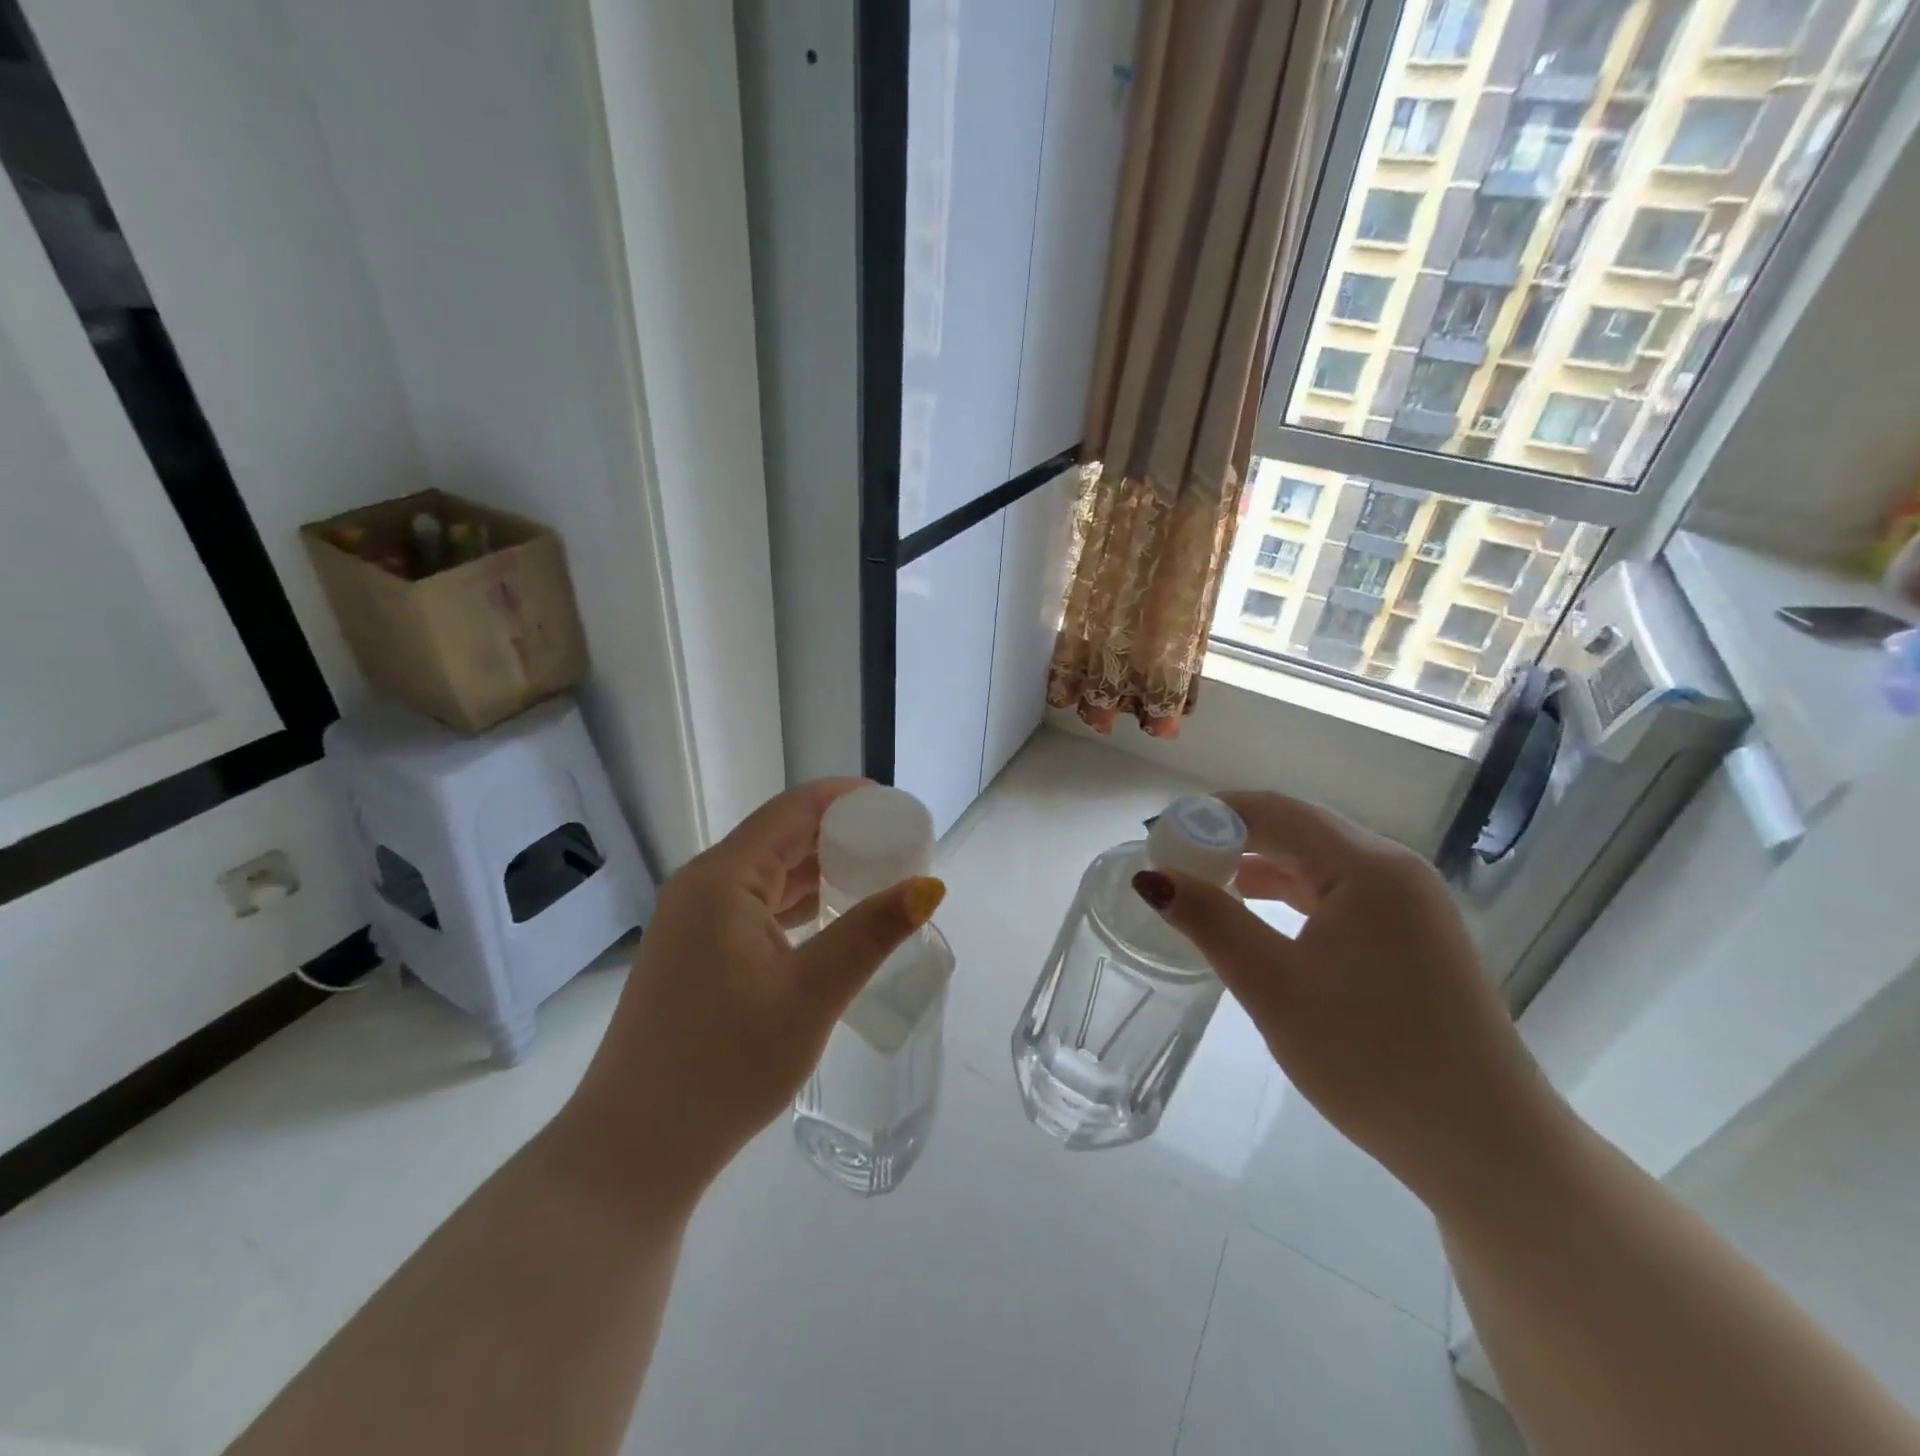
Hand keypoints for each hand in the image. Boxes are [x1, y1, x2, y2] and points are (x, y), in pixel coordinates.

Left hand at [560, 779, 944, 1206]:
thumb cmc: (725, 1064)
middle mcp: (702, 885)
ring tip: (877, 876)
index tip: (897, 807)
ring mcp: (693, 920)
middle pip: (781, 837)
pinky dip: (797, 902)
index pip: (793, 810)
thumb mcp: (811, 994)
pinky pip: (754, 905)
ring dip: (820, 870)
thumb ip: (870, 932)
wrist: (635, 1148)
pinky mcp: (695, 951)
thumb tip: (929, 885)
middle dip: (840, 834)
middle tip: (898, 847)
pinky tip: (831, 916)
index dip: (847, 799)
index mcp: (722, 878)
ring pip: (767, 873)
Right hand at [1132, 791, 1563, 1209]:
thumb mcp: (1273, 985)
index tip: (1160, 838)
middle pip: (1298, 828)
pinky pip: (1341, 892)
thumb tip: (1150, 877)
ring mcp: (1411, 904)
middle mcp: (1395, 869)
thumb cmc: (1371, 1058)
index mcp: (1367, 866)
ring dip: (1260, 865)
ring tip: (1205, 886)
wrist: (1487, 1147)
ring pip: (1319, 860)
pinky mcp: (1415, 936)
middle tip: (1175, 863)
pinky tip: (1259, 915)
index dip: (1210, 815)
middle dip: (1231, 838)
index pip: (1273, 811)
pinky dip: (1292, 893)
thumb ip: (1210, 920)